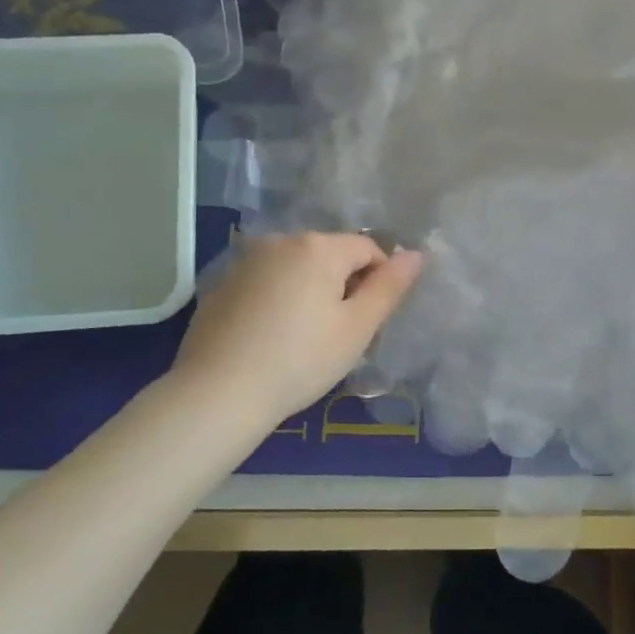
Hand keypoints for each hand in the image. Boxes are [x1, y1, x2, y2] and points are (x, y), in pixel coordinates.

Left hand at [172, 232, 423, 428]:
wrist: (218, 392)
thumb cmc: (300, 361)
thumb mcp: (356, 329)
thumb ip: (389, 288)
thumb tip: (417, 255)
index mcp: (318, 246)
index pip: (367, 248)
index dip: (378, 280)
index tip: (369, 321)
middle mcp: (281, 241)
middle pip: (329, 254)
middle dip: (342, 284)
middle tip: (339, 333)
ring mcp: (246, 260)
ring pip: (296, 268)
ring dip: (309, 290)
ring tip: (304, 338)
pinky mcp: (221, 283)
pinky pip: (266, 282)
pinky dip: (277, 299)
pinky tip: (270, 338)